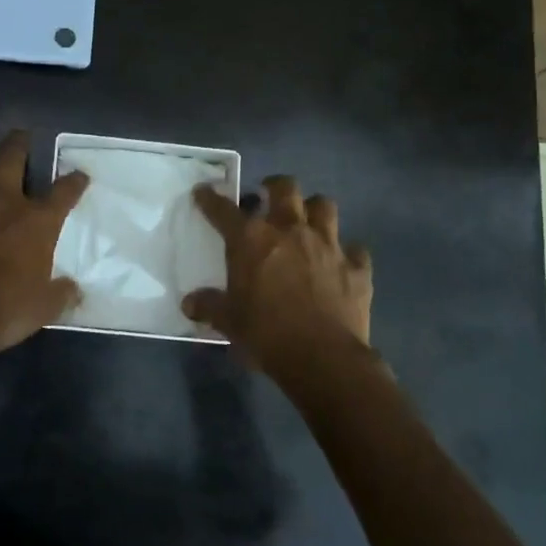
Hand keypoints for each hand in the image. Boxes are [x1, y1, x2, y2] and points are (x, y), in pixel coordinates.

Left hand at [0, 129, 89, 358]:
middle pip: (13, 157)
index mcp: (37, 221)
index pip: (64, 192)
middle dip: (19, 143)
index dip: (74, 181)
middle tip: (20, 136)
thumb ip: (61, 294)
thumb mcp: (44, 308)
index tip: (79, 175)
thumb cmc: (3, 310)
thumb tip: (75, 290)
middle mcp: (3, 200)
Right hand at [182, 176, 372, 377]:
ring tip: (307, 220)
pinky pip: (355, 249)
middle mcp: (290, 230)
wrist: (323, 359)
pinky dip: (348, 253)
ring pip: (324, 206)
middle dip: (275, 186)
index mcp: (252, 240)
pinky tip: (342, 262)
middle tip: (268, 195)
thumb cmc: (266, 334)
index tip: (203, 192)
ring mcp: (327, 245)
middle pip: (285, 188)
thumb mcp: (229, 322)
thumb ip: (210, 306)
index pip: (224, 210)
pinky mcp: (356, 267)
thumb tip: (189, 304)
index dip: (210, 198)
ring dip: (314, 209)